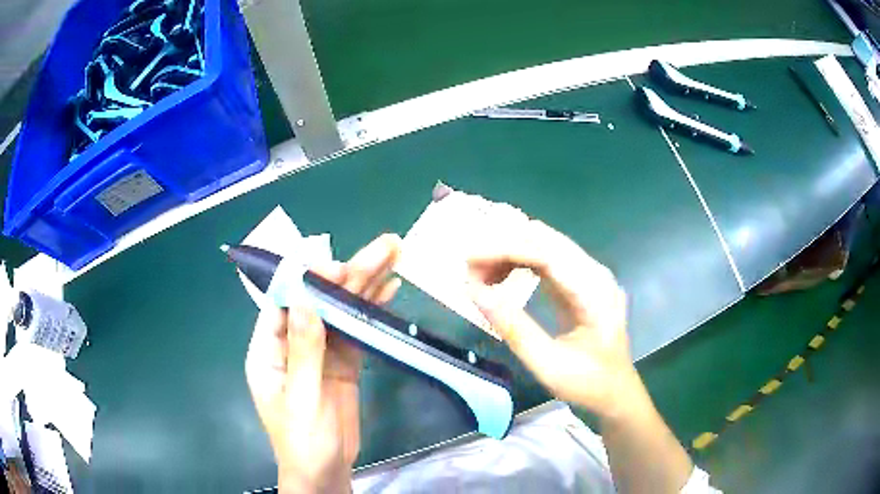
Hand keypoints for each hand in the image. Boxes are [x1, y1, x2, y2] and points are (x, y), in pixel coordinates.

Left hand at [245, 234, 401, 492]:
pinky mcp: (342, 365)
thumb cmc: (303, 441)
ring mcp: (320, 354)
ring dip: (365, 287)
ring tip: (393, 257)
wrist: (325, 473)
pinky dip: (372, 313)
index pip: (284, 303)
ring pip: (341, 314)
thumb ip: (304, 351)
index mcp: (269, 351)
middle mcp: (292, 344)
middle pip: (320, 302)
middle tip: (383, 247)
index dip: (308, 280)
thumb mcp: (301, 399)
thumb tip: (306, 299)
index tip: (337, 266)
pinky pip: (356, 333)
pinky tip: (389, 291)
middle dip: (348, 275)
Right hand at [468, 219, 695, 493]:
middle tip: (470, 269)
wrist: (616, 392)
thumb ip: (514, 328)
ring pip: (544, 245)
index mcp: (594, 291)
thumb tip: (476, 292)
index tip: (470, 262)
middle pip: (545, 240)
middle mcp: (594, 273)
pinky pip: (548, 259)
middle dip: (504, 247)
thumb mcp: (548, 364)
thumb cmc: (587, 383)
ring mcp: (590, 275)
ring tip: (480, 275)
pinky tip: (501, 276)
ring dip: (510, 253)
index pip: (547, 253)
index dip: (506, 251)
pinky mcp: (581, 283)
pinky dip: (520, 263)